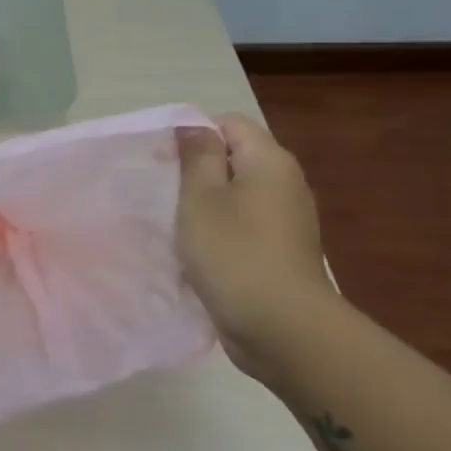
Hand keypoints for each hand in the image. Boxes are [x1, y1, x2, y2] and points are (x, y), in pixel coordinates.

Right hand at [174, 114, 337, 365]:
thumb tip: (194, 127)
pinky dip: (221, 231)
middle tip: (163, 192)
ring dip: (206, 205)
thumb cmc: (233, 252)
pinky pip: (244, 226)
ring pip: (238, 195)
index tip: (163, 161)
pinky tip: (199, 252)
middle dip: (197, 171)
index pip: (229, 123)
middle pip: (235, 158)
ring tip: (176, 224)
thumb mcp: (201, 198)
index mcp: (270, 161)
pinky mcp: (281, 251)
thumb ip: (197, 157)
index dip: (194, 133)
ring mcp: (287, 220)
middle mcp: (286, 183)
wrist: (282, 327)